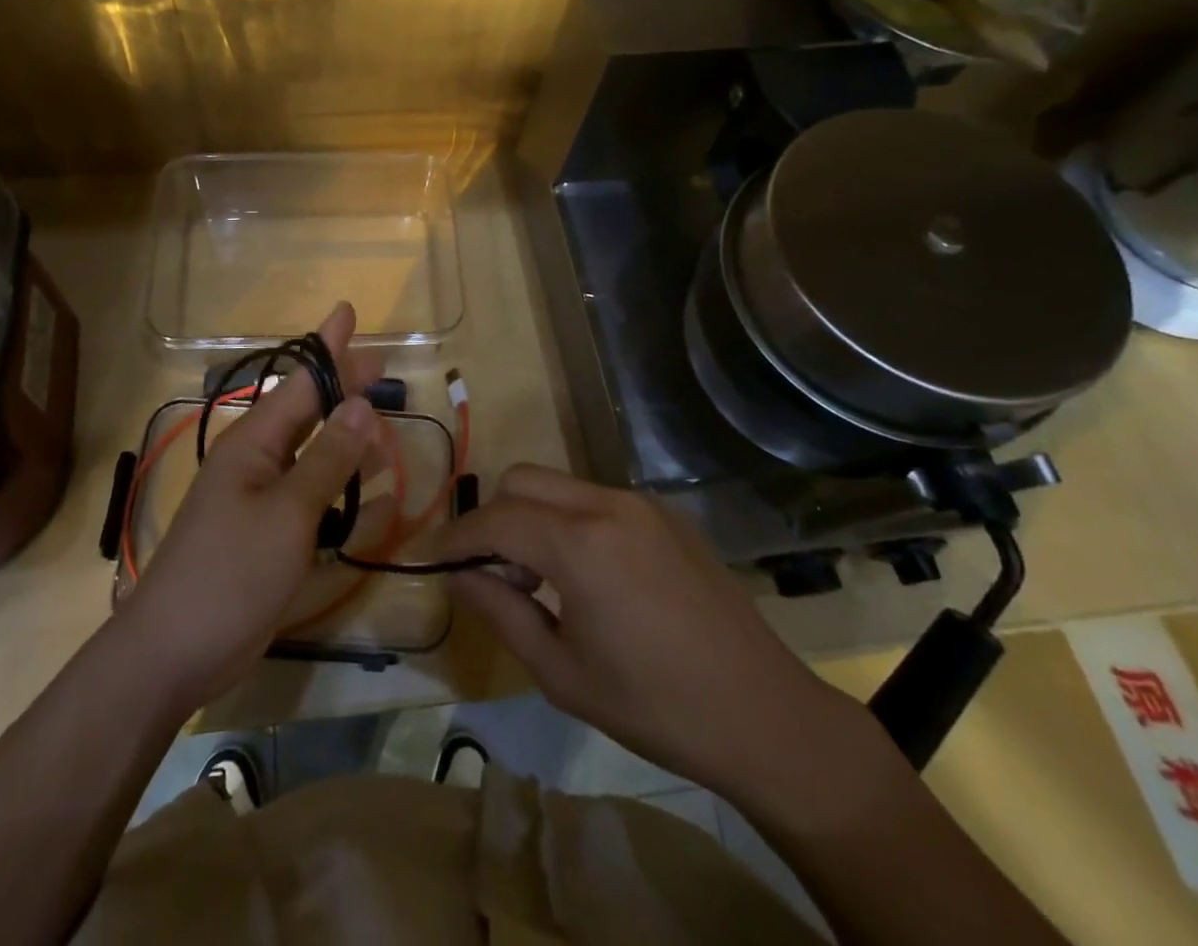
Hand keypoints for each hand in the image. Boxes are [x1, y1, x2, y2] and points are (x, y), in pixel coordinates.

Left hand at [118, 302, 378, 713]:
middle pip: (309, 411)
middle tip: (380, 365)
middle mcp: (257, 460)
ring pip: (312, 453)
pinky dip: (340, 487)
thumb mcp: (288, 513)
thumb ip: (328, 458)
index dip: (328, 346)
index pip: (301, 381)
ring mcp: (259, 498)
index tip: (347, 311)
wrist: (173, 652)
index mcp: (255, 442)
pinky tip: (368, 492)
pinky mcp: (266, 533)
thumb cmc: (230, 573)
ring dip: (347, 439)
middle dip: (343, 387)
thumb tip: (361, 402)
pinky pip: (310, 495)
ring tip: (384, 428)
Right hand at [435, 464, 874, 800]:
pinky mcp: (665, 514)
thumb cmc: (655, 707)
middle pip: (522, 481)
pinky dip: (568, 520)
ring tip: (538, 578)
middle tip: (492, 573)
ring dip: (530, 516)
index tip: (431, 559)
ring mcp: (641, 503)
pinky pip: (594, 498)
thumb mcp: (562, 672)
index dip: (456, 538)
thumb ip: (501, 612)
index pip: (494, 520)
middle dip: (493, 518)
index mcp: (580, 544)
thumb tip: (459, 576)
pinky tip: (585, 574)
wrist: (766, 716)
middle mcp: (607, 504)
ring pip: (558, 485)